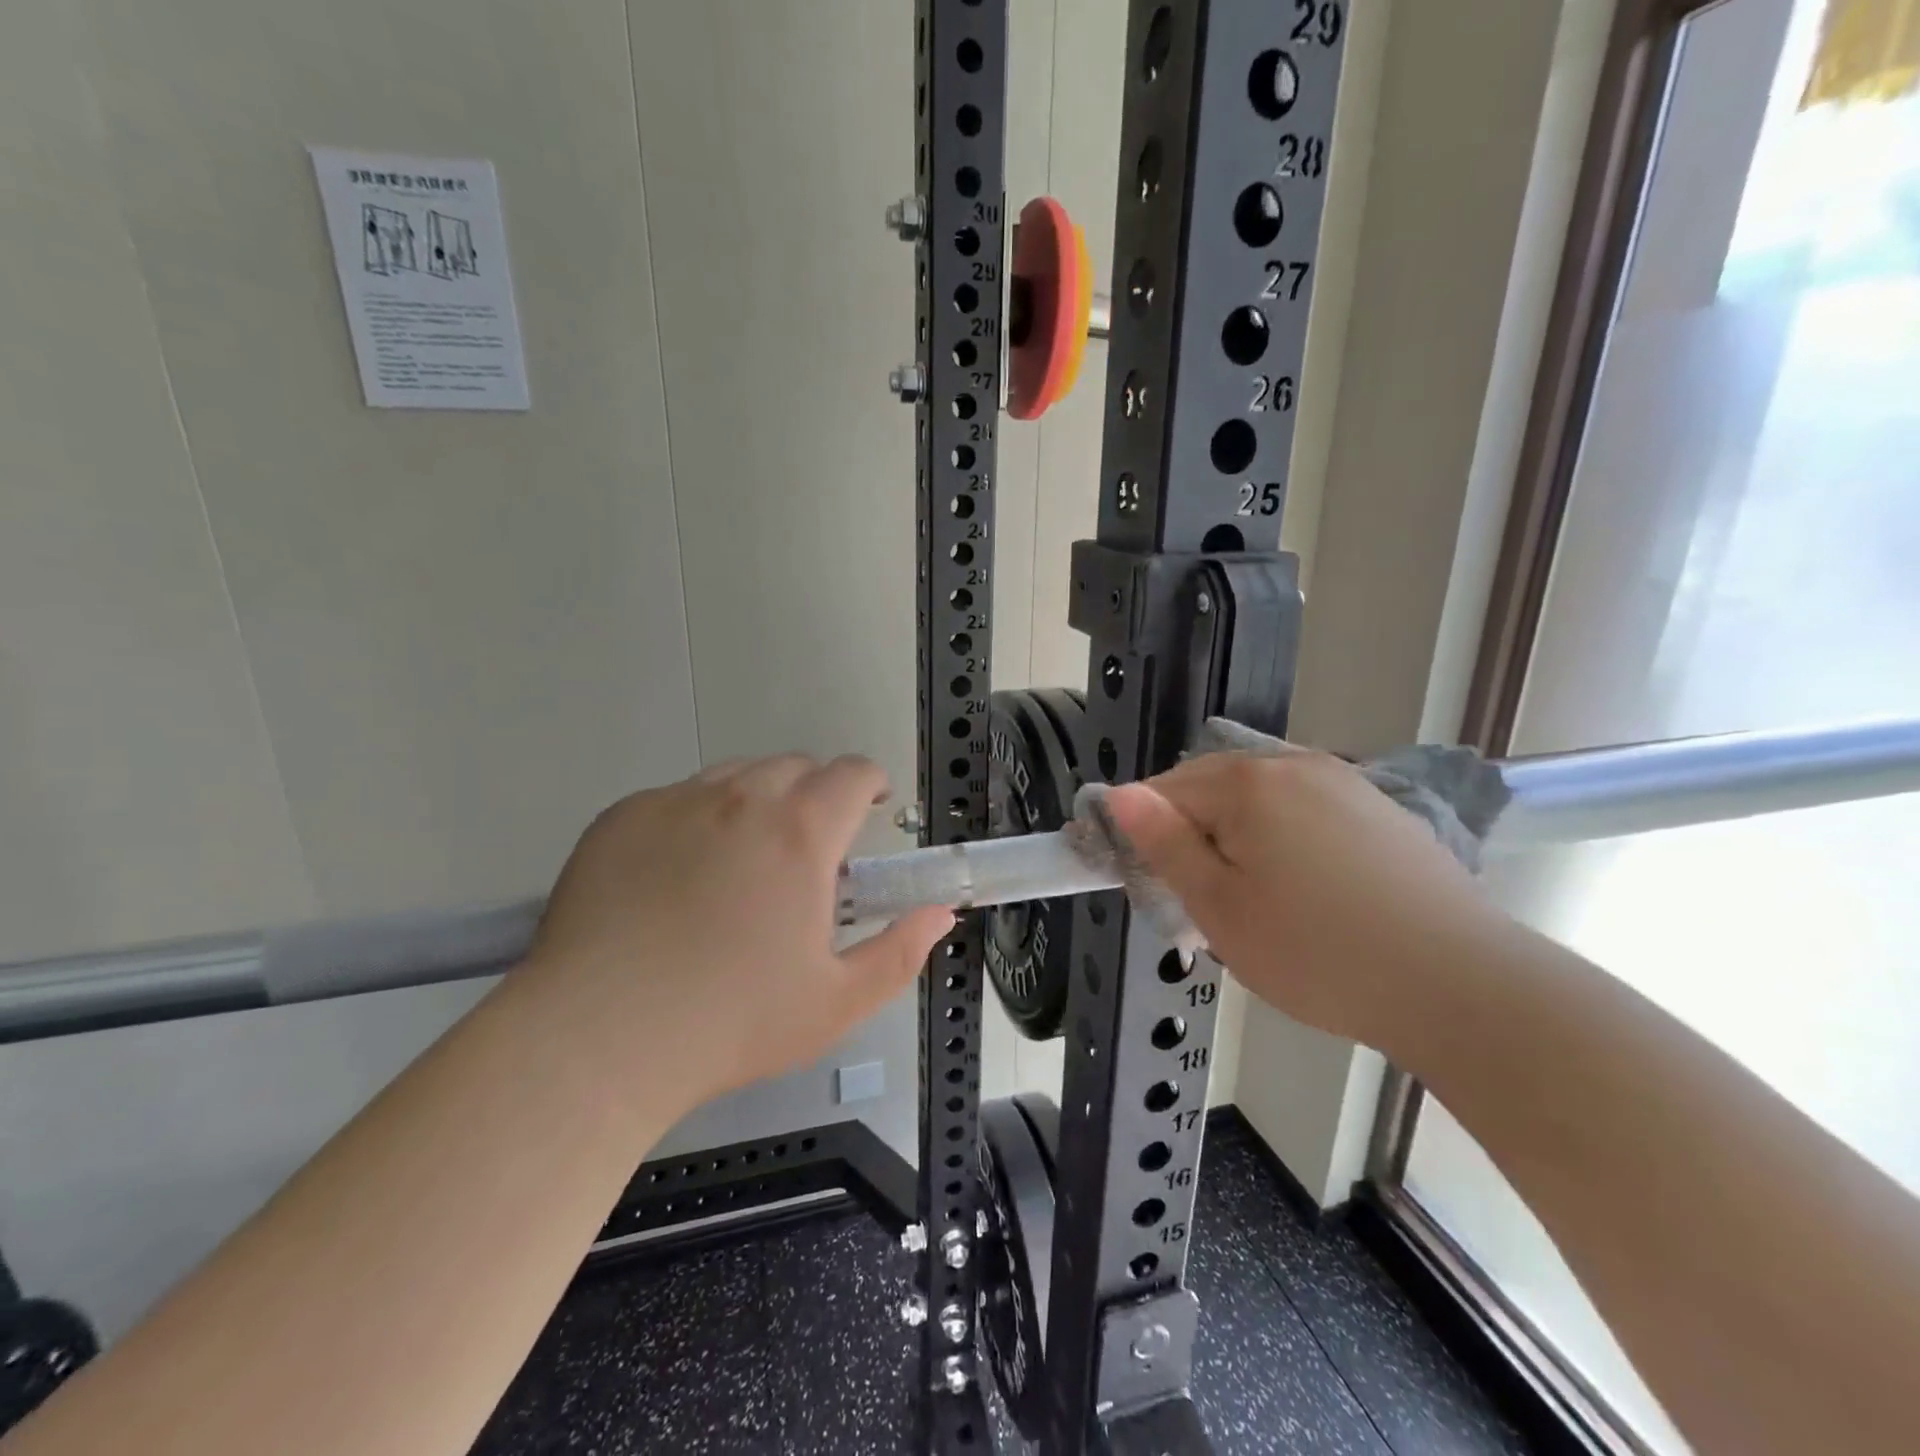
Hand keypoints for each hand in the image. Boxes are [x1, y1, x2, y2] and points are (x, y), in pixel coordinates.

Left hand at [521, 756, 952, 1112]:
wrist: (595, 1039)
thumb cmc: (730, 1022)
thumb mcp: (835, 1003)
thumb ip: (899, 953)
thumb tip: (940, 915)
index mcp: (800, 833)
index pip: (850, 773)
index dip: (868, 784)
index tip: (868, 811)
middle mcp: (739, 799)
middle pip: (794, 766)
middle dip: (814, 794)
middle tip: (807, 850)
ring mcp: (673, 803)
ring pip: (734, 775)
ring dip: (756, 800)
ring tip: (744, 858)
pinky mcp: (620, 819)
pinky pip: (676, 798)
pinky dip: (695, 819)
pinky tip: (677, 877)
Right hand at [1103, 751, 1497, 1052]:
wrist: (1462, 987)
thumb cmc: (1318, 953)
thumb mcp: (1219, 907)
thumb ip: (1164, 844)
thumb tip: (1119, 794)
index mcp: (1246, 782)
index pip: (1163, 791)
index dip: (1144, 834)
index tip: (1148, 884)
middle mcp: (1294, 764)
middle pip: (1211, 788)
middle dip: (1192, 835)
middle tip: (1199, 903)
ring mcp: (1344, 782)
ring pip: (1259, 801)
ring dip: (1237, 839)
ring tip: (1252, 901)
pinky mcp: (1379, 810)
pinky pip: (1304, 812)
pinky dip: (1283, 841)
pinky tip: (1305, 893)